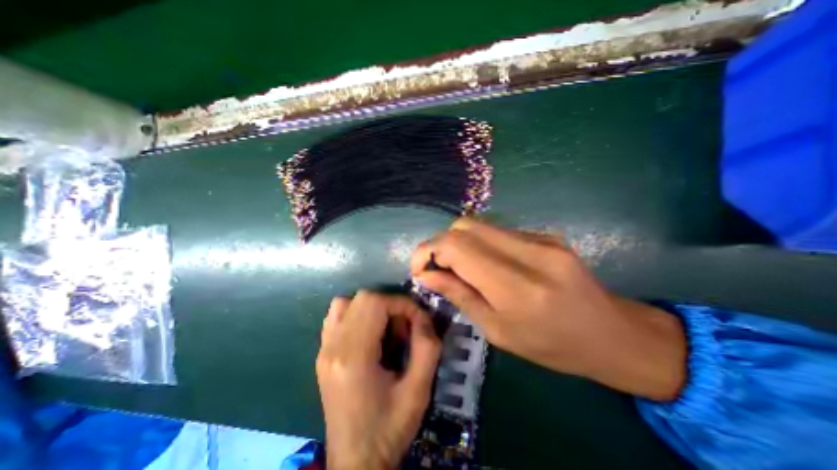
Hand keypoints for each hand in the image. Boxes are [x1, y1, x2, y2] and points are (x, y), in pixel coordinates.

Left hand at [318, 292, 439, 467]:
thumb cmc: (389, 428)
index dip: (401, 304)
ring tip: (386, 330)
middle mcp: (332, 347)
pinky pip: (337, 316)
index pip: (375, 303)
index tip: (417, 320)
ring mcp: (323, 349)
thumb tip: (424, 317)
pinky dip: (357, 314)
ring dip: (372, 308)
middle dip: (390, 305)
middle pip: (361, 298)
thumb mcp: (419, 391)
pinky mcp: (323, 354)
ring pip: (346, 303)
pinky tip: (369, 334)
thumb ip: (427, 348)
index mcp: (354, 357)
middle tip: (404, 327)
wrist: (355, 461)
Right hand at [411, 219, 686, 399]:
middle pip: (464, 226)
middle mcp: (529, 252)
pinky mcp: (545, 234)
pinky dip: (479, 243)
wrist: (612, 334)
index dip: (428, 250)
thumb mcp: (498, 331)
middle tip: (437, 268)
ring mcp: (541, 238)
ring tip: (458, 267)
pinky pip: (498, 231)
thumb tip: (425, 275)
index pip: (457, 246)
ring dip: (459, 243)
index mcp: (517, 286)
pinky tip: (485, 263)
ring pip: (479, 225)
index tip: (418, 268)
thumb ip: (459, 295)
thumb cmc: (552, 346)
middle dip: (440, 244)